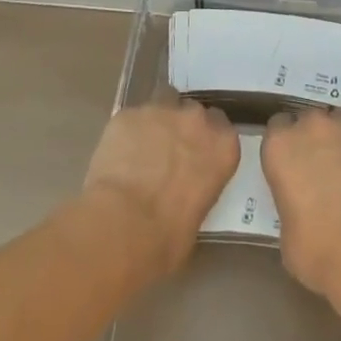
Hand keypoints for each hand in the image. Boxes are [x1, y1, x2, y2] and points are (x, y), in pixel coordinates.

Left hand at [82, 101, 239, 275]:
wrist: (123, 225)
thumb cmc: (168, 237)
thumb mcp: (199, 215)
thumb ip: (199, 187)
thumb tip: (186, 190)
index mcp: (223, 146)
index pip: (222, 128)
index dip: (207, 139)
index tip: (197, 154)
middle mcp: (196, 120)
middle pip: (193, 111)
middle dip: (183, 126)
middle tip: (168, 152)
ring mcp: (161, 111)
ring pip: (162, 102)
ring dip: (156, 120)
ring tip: (142, 147)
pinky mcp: (127, 113)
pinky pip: (131, 117)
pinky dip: (127, 132)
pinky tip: (117, 154)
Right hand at [261, 111, 340, 298]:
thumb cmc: (317, 251)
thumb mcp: (285, 231)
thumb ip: (290, 200)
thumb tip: (303, 202)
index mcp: (280, 147)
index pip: (277, 129)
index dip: (287, 148)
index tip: (294, 166)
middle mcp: (311, 126)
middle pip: (310, 123)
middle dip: (315, 142)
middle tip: (324, 172)